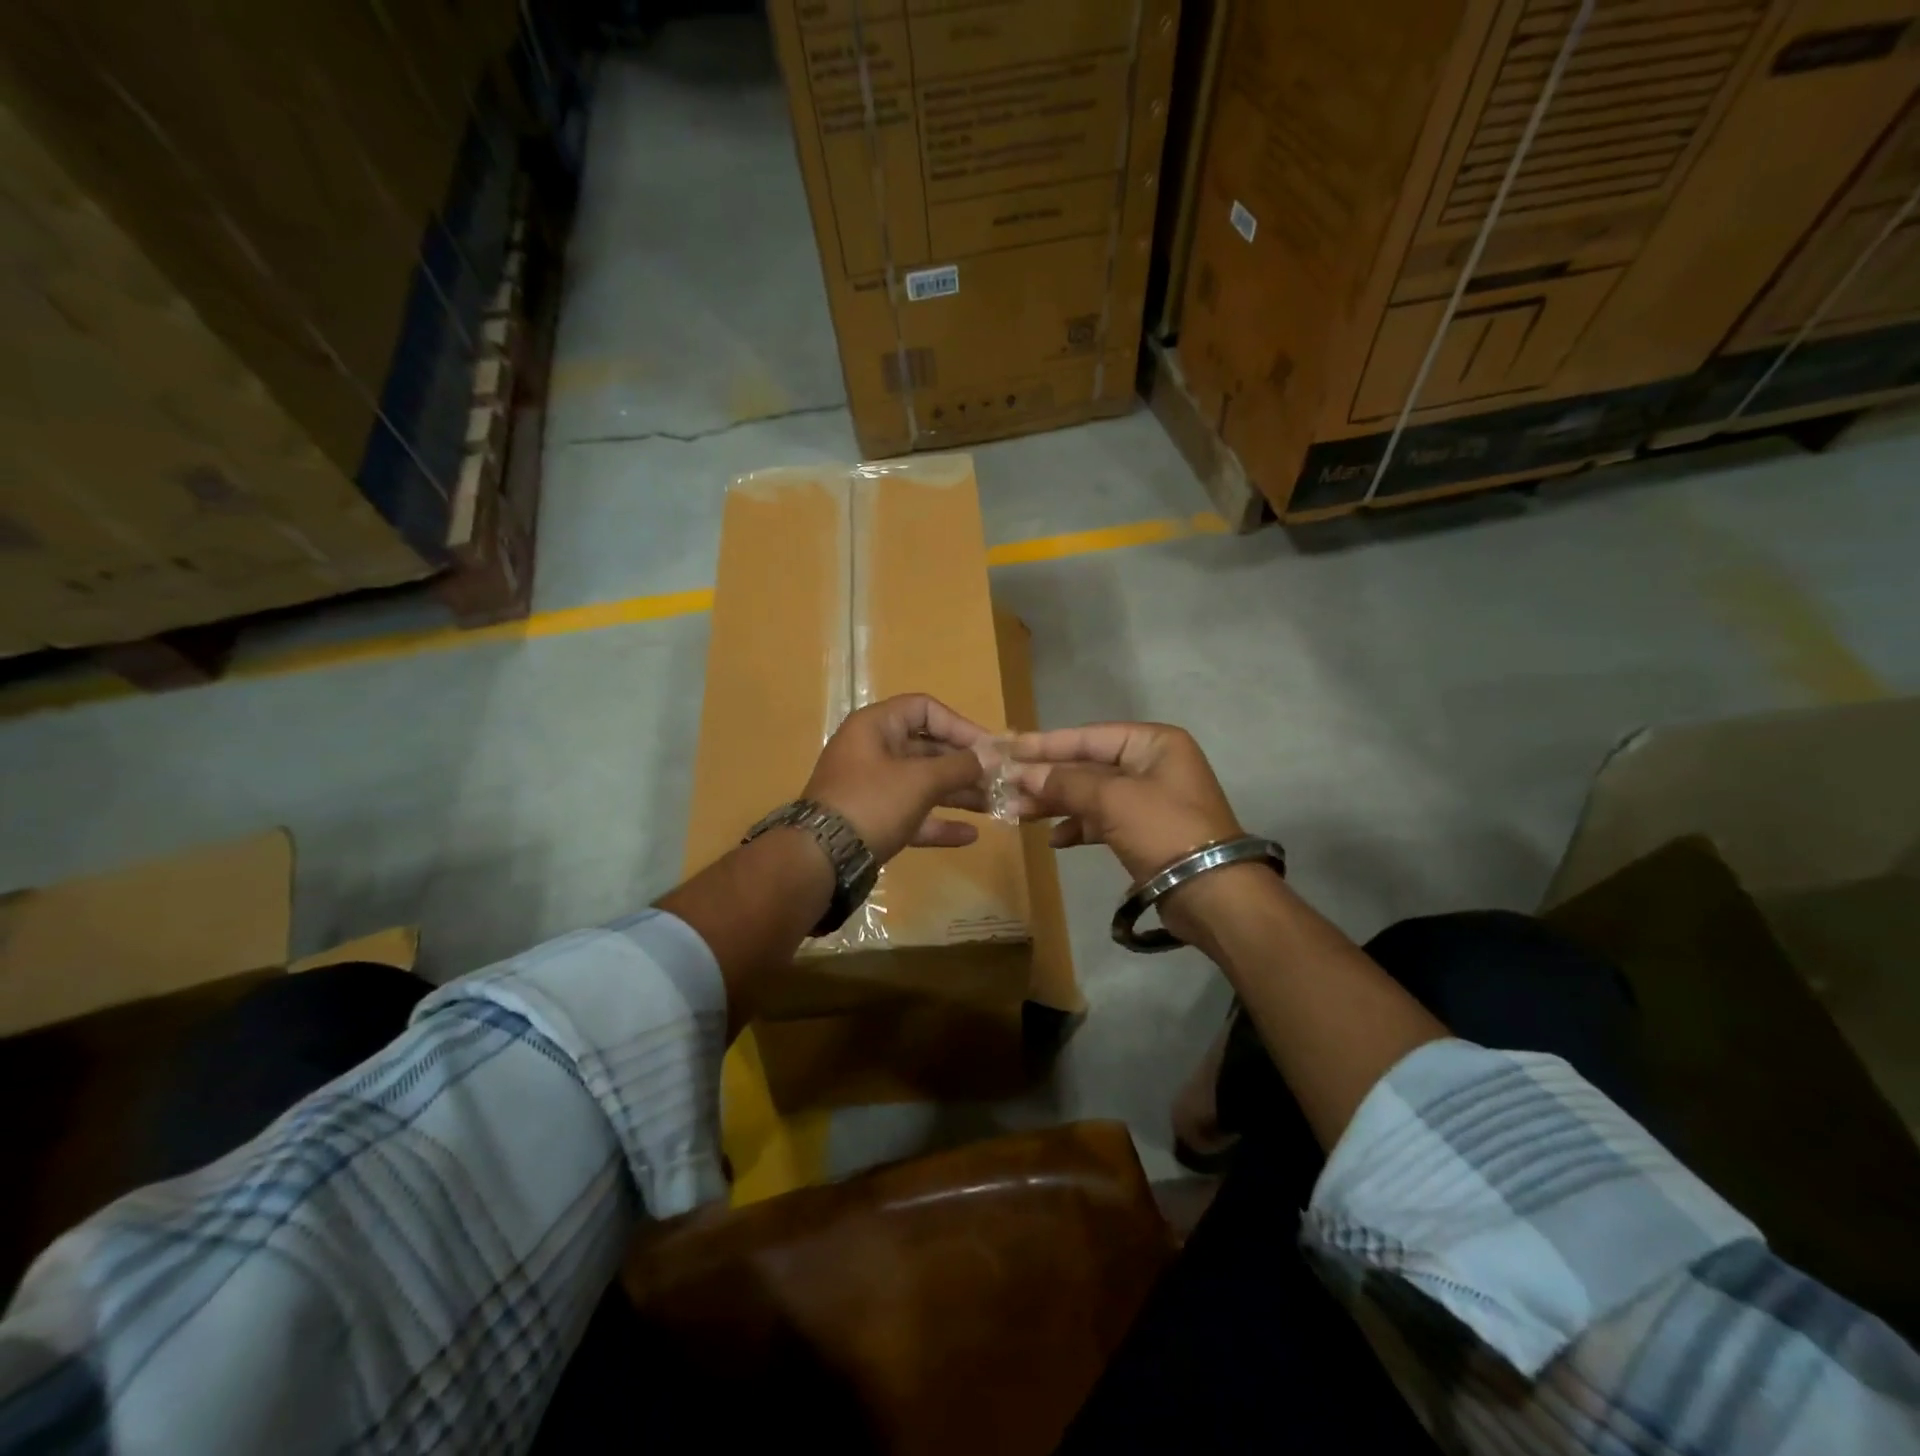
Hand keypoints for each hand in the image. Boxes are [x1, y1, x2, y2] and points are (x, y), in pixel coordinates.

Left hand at [804, 694, 991, 863]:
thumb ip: (960, 766)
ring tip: (994, 806)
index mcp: (875, 726)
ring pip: (922, 784)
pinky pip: (912, 815)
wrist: (820, 859)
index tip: (988, 747)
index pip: (924, 709)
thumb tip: (992, 756)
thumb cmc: (872, 803)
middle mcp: (872, 750)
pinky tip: (969, 835)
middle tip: (999, 780)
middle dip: (965, 765)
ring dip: (958, 794)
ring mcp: (871, 787)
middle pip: (927, 748)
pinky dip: (938, 822)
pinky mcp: (872, 820)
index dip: (959, 724)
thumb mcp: (920, 780)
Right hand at [1006, 722, 1242, 883]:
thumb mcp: (1112, 800)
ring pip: (1092, 794)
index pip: (1090, 736)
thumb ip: (1065, 783)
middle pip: (1088, 765)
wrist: (1212, 893)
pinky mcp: (1146, 831)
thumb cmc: (1164, 830)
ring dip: (1057, 803)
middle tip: (1007, 786)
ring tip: (1019, 813)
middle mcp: (1153, 764)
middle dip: (1048, 778)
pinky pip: (1103, 820)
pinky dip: (1079, 827)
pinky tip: (1056, 839)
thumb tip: (1023, 774)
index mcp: (1153, 743)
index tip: (1010, 749)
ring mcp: (1150, 799)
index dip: (1047, 744)